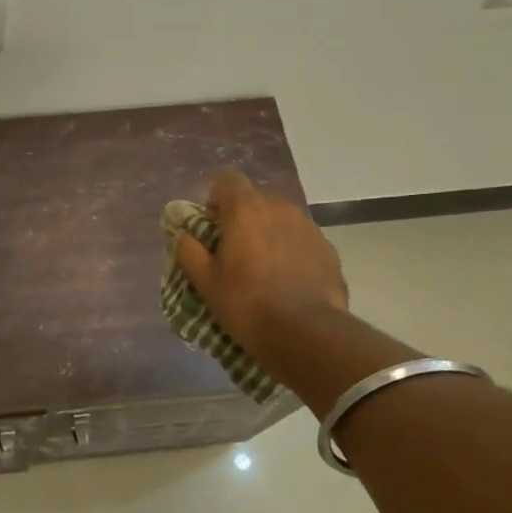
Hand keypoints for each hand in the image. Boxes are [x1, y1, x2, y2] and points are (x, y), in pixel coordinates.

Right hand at [173, 169, 350, 390]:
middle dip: (242, 219)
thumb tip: (183, 234)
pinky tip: (287, 282)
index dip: (216, 200)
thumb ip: (189, 250)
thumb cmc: (246, 303)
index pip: (227, 180)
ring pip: (280, 220)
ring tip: (262, 269)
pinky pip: (301, 241)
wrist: (306, 333)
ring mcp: (308, 227)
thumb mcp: (205, 281)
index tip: (212, 227)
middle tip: (233, 252)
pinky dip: (291, 252)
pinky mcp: (328, 249)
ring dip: (268, 235)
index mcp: (245, 209)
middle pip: (255, 200)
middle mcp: (280, 208)